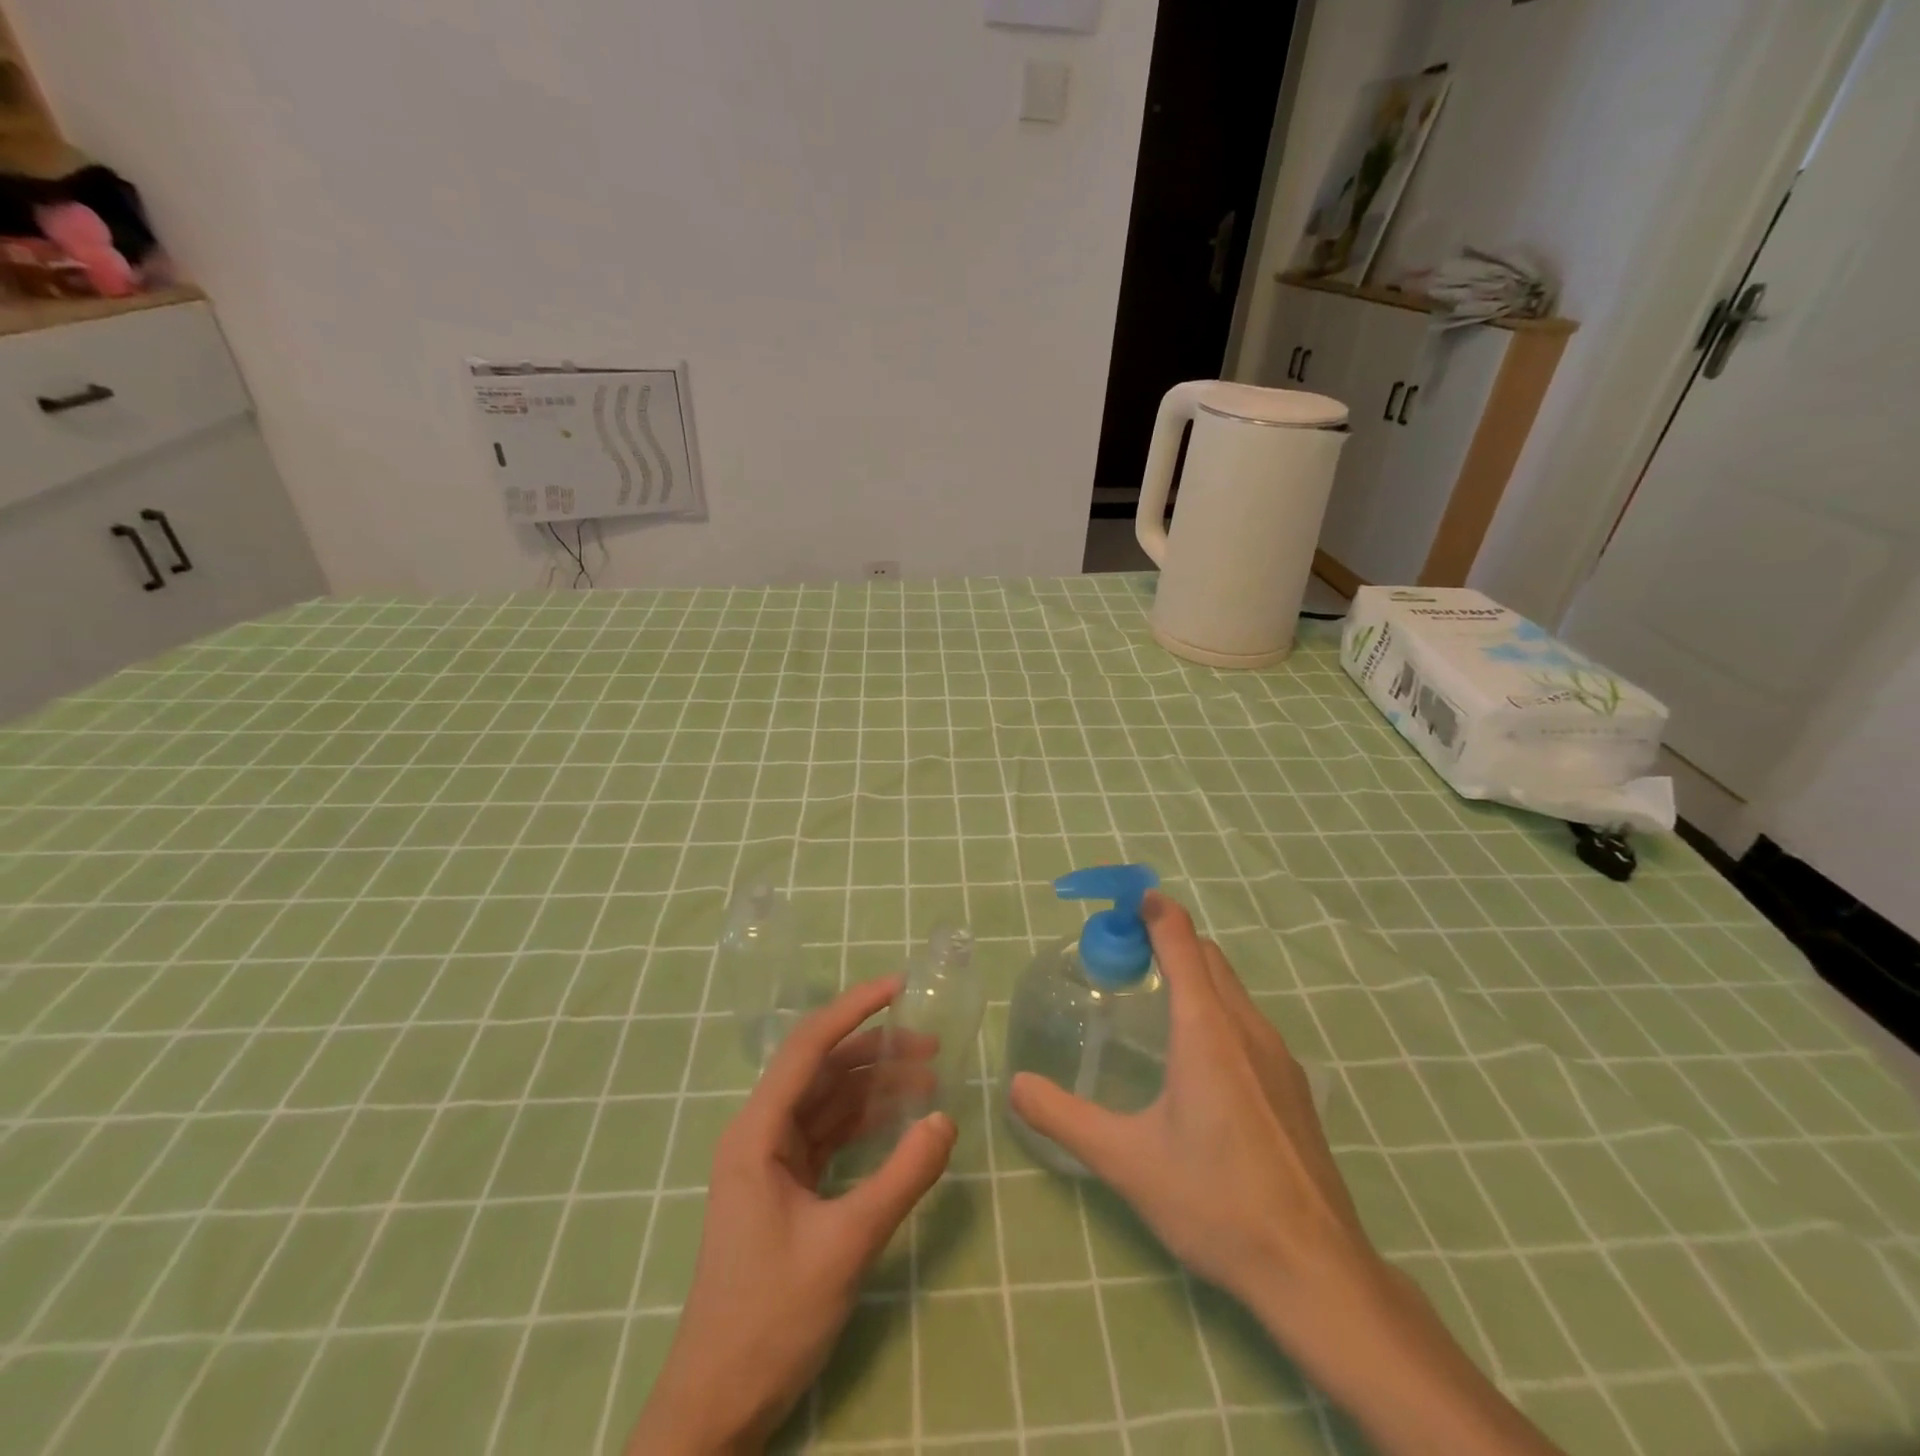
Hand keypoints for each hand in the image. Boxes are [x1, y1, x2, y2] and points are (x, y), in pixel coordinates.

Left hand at [629, 978, 957, 1453]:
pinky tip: (902, 1120)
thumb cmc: (770, 1318)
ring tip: (931, 1077)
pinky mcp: (786, 1187)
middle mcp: (761, 1134)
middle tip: (932, 1043)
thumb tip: (947, 1119)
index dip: (853, 1009)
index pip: (808, 1047)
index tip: (898, 987)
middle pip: (823, 1070)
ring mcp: (772, 1161)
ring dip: (876, 1087)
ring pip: (829, 1102)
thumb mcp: (846, 1244)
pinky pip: (831, 1135)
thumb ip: (902, 1178)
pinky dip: (866, 1123)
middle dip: (876, 1051)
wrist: (719, 1404)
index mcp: (757, 1132)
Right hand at [1010, 893, 1372, 1330]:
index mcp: (1206, 1029)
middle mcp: (1246, 1028)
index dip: (1154, 911)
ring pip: (1232, 990)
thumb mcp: (1126, 1160)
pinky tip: (1197, 1058)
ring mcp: (1278, 1057)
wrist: (1314, 1270)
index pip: (1181, 941)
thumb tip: (1015, 1086)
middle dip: (1169, 939)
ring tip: (1155, 1000)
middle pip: (1208, 958)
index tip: (1127, 900)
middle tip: (1125, 955)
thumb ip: (1064, 1118)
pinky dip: (1217, 1008)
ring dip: (1195, 975)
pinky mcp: (1293, 1086)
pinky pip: (1248, 1022)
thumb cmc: (1215, 1201)